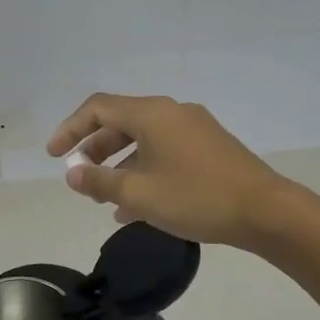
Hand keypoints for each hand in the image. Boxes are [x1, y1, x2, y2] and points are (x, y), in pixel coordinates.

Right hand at [47, 94, 295, 249]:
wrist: (265, 211)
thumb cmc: (195, 198)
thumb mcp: (138, 194)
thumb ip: (99, 182)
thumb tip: (73, 174)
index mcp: (151, 114)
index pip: (97, 108)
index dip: (70, 129)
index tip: (54, 156)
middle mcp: (171, 113)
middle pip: (120, 122)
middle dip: (94, 149)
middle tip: (79, 177)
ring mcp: (194, 129)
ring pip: (143, 140)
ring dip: (119, 164)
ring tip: (104, 197)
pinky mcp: (209, 148)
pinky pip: (164, 152)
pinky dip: (144, 171)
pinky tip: (136, 206)